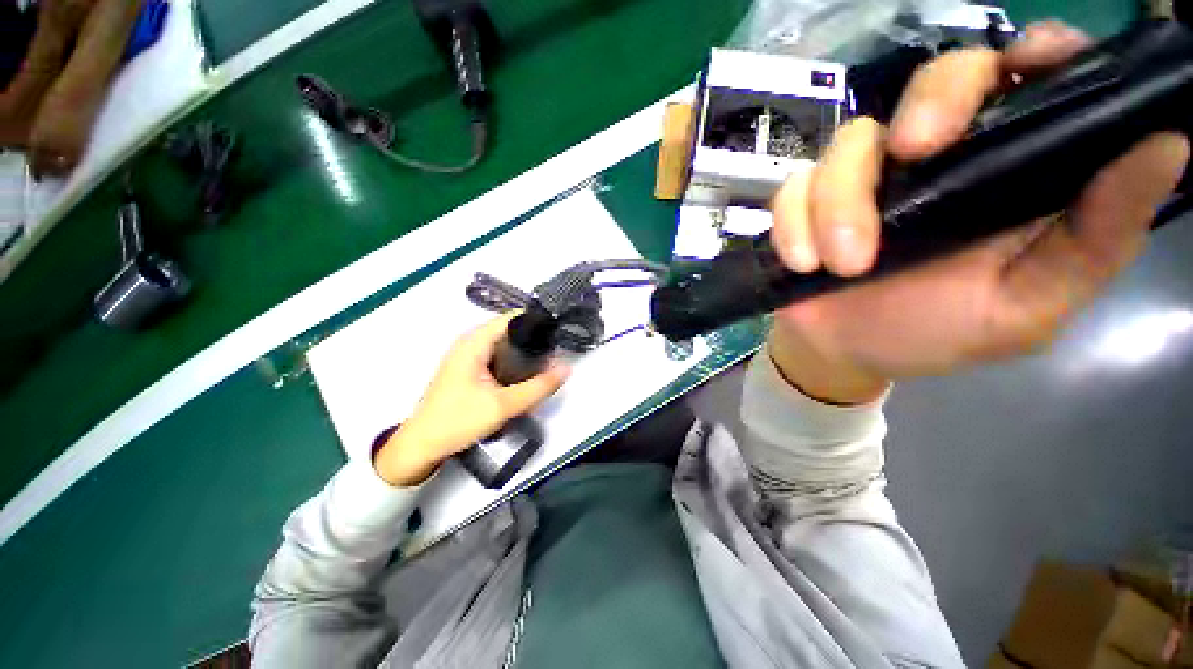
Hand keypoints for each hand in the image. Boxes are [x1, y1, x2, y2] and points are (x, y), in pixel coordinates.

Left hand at [374, 312, 569, 485]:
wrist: (422, 446)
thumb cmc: (457, 421)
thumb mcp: (503, 405)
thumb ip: (538, 387)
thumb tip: (566, 368)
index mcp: (474, 342)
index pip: (511, 317)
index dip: (537, 320)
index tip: (559, 330)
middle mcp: (470, 342)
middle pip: (510, 329)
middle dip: (534, 337)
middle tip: (558, 349)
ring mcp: (468, 356)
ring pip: (505, 344)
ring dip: (525, 350)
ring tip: (549, 360)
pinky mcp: (470, 369)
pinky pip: (498, 355)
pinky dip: (515, 360)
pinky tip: (528, 373)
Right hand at [768, 21, 1189, 404]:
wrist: (842, 351)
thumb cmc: (933, 334)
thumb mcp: (1027, 307)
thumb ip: (1094, 242)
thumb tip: (1166, 147)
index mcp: (1003, 171)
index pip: (1029, 78)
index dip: (1035, 54)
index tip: (1028, 67)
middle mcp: (936, 158)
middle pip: (937, 79)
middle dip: (927, 107)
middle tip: (911, 157)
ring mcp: (863, 177)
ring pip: (850, 142)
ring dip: (839, 205)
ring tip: (842, 265)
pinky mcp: (807, 202)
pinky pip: (793, 190)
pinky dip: (794, 226)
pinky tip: (804, 263)